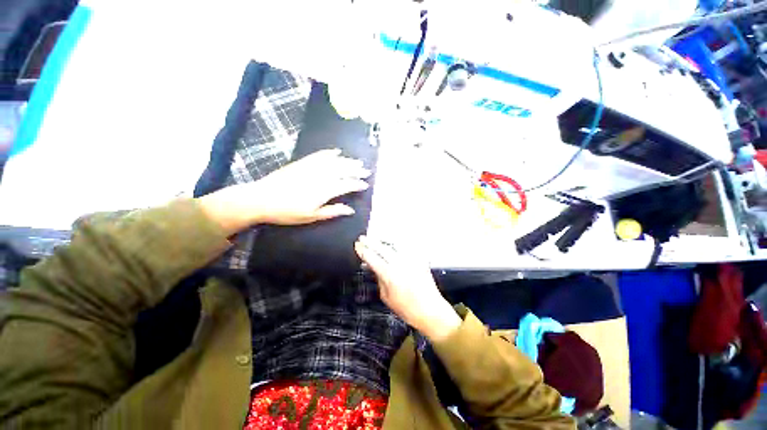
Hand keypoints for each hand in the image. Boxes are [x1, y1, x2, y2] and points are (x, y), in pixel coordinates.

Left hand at [199, 149, 369, 233]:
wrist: (261, 198)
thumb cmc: (288, 211)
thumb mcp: (311, 216)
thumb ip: (332, 211)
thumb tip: (350, 210)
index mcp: (324, 190)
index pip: (346, 185)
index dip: (357, 184)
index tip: (365, 184)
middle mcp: (320, 176)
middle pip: (342, 170)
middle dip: (356, 170)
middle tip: (366, 170)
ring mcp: (311, 167)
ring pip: (333, 162)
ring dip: (347, 161)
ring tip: (357, 161)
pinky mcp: (302, 163)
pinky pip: (319, 155)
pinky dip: (329, 153)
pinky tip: (336, 152)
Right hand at [355, 235, 460, 341]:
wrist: (430, 310)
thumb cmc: (407, 308)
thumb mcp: (386, 297)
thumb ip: (379, 280)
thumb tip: (375, 268)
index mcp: (389, 275)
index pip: (372, 258)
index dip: (363, 250)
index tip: (357, 245)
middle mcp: (400, 264)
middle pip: (382, 248)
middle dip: (370, 242)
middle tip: (363, 238)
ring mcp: (411, 260)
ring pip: (394, 244)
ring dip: (383, 240)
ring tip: (376, 238)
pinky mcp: (419, 259)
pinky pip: (407, 247)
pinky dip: (398, 243)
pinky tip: (393, 242)